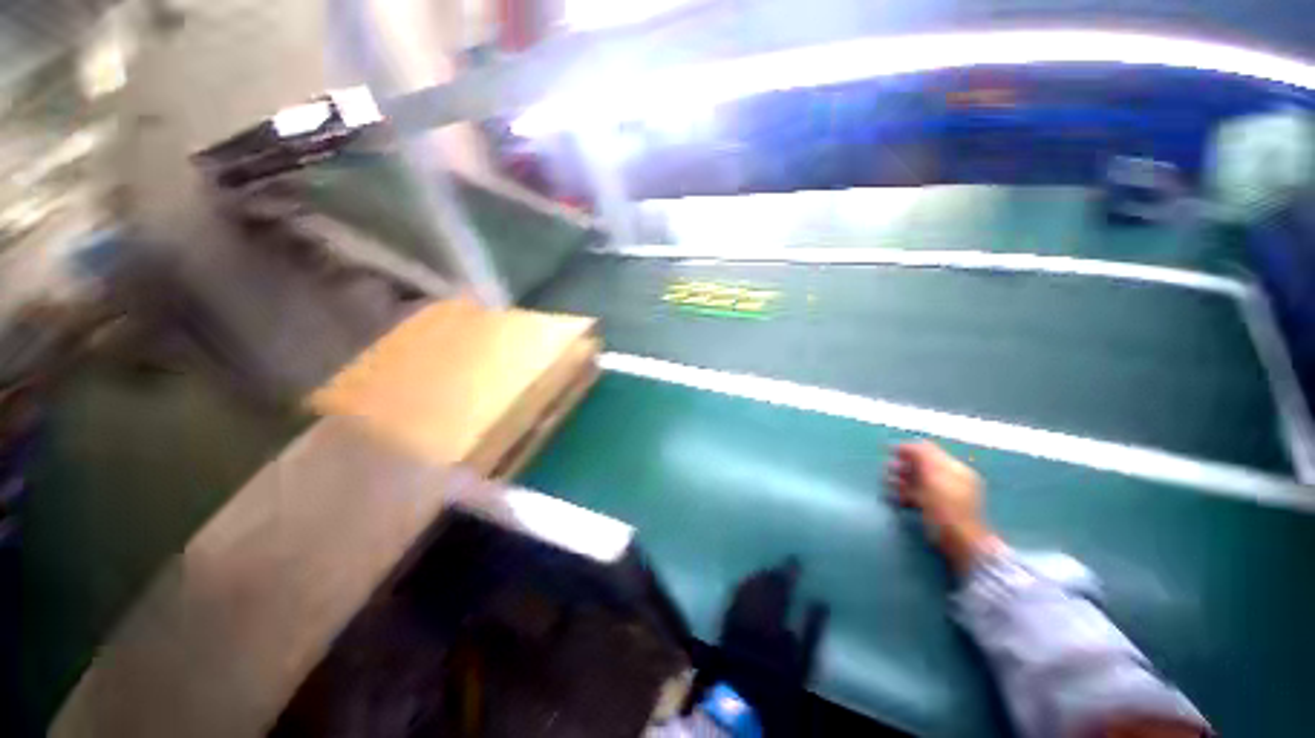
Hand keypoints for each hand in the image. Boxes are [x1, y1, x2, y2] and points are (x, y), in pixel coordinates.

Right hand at [886, 441, 1002, 573]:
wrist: (961, 542)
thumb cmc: (946, 506)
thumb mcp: (933, 475)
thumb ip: (922, 456)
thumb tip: (907, 444)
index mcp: (954, 468)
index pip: (928, 450)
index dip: (907, 449)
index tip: (889, 452)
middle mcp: (951, 479)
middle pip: (921, 465)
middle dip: (902, 466)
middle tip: (887, 470)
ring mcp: (945, 495)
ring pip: (918, 481)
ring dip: (901, 480)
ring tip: (888, 484)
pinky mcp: (937, 509)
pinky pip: (918, 495)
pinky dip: (906, 494)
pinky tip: (897, 498)